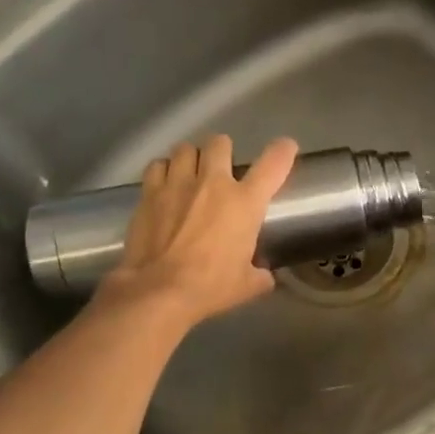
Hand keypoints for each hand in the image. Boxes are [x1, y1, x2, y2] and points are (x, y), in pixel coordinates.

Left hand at [96, 135, 298, 329]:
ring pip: (185, 148)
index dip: (283, 151)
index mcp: (244, 203)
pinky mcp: (149, 192)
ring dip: (191, 158)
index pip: (273, 163)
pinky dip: (163, 171)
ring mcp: (178, 183)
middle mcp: (212, 183)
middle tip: (221, 168)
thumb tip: (264, 276)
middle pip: (220, 143)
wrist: (158, 290)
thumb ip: (260, 275)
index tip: (285, 148)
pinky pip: (158, 166)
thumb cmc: (210, 286)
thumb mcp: (247, 285)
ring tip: (190, 173)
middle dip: (222, 151)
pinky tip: (164, 184)